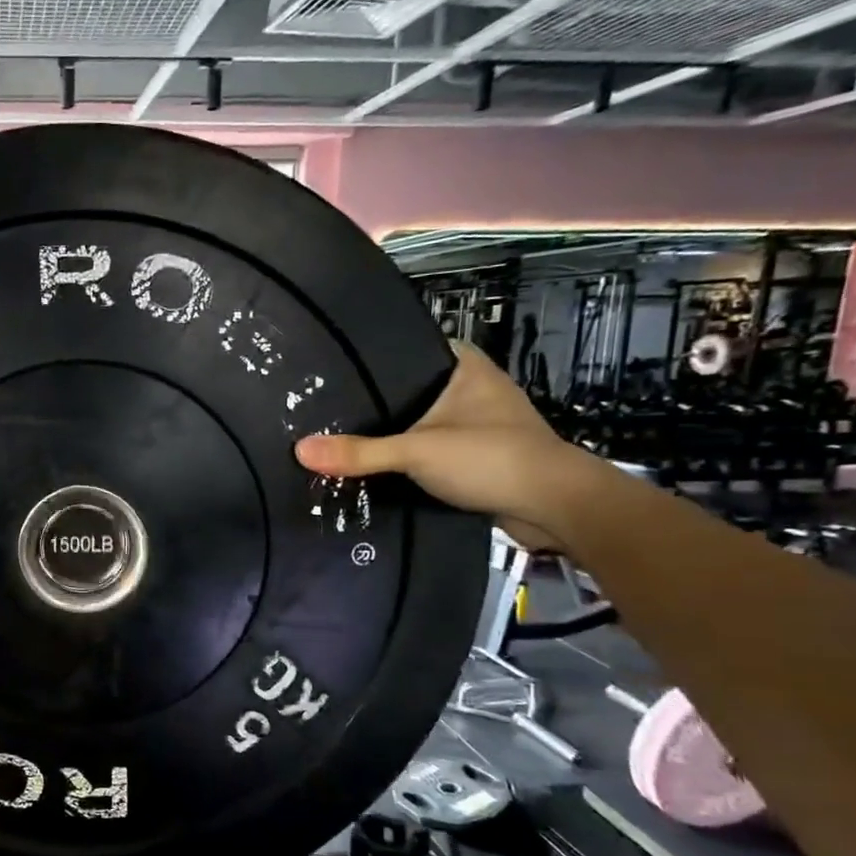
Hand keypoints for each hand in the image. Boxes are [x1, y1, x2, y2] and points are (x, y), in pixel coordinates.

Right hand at [294, 343, 598, 547]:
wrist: (555, 507)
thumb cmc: (491, 459)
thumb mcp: (416, 452)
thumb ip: (359, 453)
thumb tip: (299, 450)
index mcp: (464, 366)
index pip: (409, 348)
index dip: (372, 357)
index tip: (333, 370)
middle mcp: (472, 388)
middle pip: (410, 388)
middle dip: (374, 401)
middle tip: (324, 407)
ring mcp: (477, 423)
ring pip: (420, 422)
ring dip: (390, 433)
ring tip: (339, 435)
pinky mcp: (477, 456)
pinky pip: (430, 449)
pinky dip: (407, 457)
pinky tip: (374, 465)